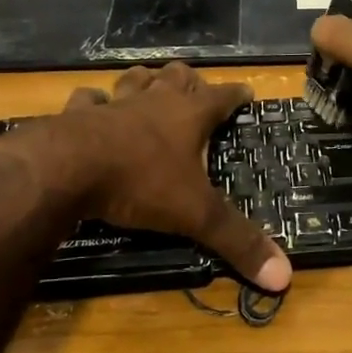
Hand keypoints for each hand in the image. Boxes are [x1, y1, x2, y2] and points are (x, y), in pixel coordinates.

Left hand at [43, 63, 291, 292]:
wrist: (67, 168)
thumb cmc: (140, 183)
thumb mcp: (195, 215)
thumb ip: (237, 241)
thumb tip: (284, 276)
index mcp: (188, 116)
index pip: (221, 96)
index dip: (237, 94)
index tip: (247, 92)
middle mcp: (154, 101)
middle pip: (177, 76)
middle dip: (190, 80)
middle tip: (196, 90)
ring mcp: (114, 104)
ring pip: (134, 79)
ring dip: (145, 81)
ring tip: (150, 85)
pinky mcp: (77, 115)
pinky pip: (88, 99)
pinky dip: (94, 102)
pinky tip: (94, 107)